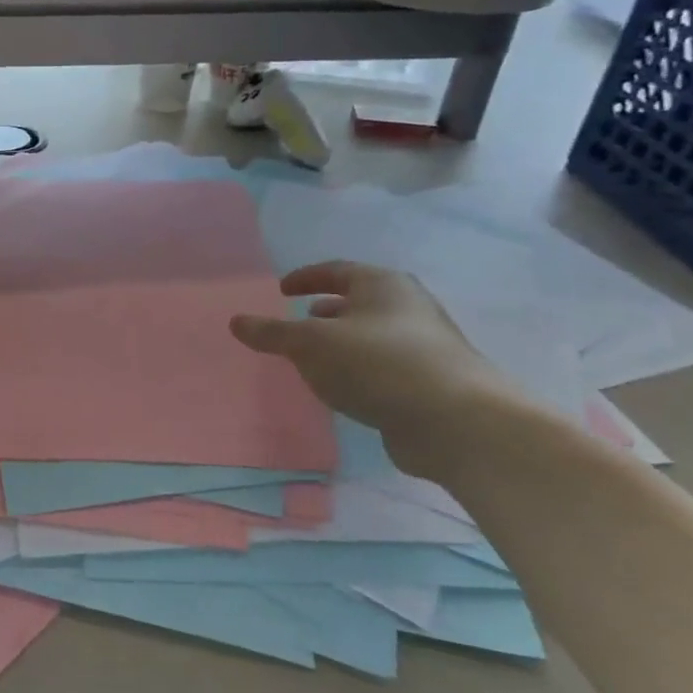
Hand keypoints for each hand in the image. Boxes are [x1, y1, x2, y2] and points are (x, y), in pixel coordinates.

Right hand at [230, 261, 521, 473]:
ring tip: (315, 361)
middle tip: (297, 325)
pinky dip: (359, 371)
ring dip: (342, 344)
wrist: (456, 421)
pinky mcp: (430, 383)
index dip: (305, 278)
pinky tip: (343, 390)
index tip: (281, 290)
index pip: (336, 270)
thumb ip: (273, 333)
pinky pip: (383, 367)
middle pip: (358, 301)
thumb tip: (236, 321)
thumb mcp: (312, 344)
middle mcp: (407, 307)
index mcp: (381, 284)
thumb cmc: (377, 364)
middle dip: (325, 312)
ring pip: (371, 336)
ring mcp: (424, 346)